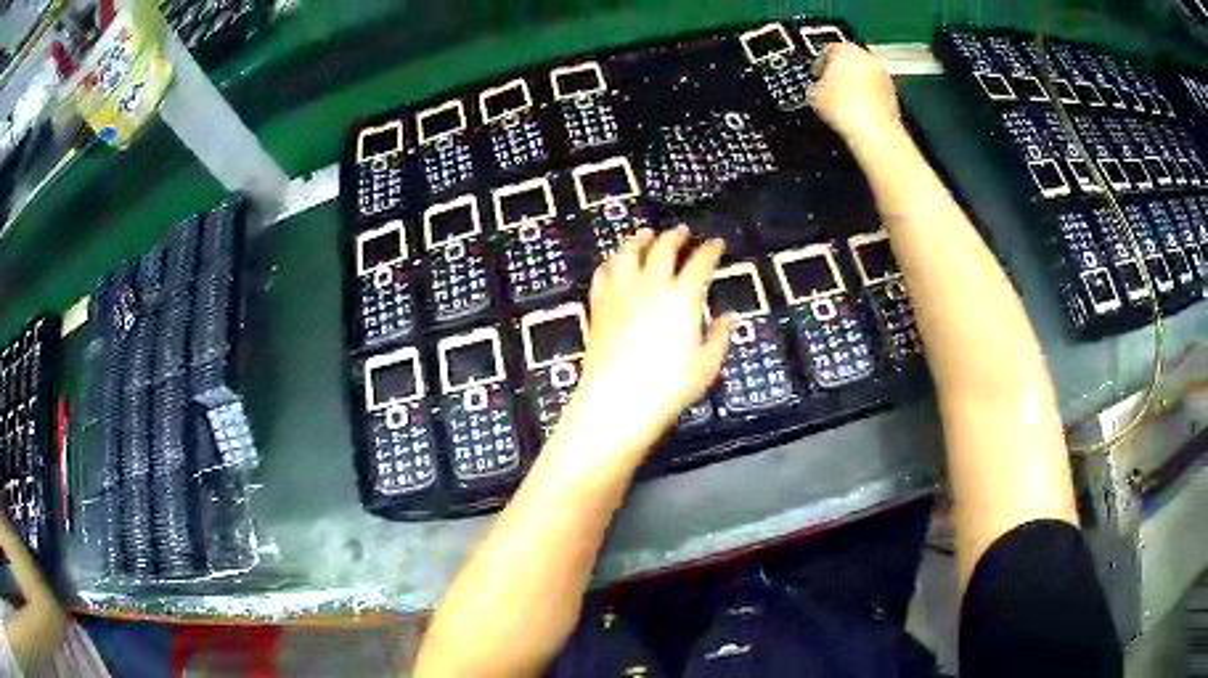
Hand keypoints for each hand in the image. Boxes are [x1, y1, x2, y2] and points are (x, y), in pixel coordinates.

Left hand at [562, 227, 731, 461]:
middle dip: (675, 236)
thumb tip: (731, 318)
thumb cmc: (669, 386)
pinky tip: (615, 263)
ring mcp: (621, 292)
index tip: (716, 243)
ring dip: (640, 240)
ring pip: (629, 253)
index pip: (700, 262)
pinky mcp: (599, 305)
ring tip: (646, 235)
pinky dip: (612, 262)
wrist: (617, 399)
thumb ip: (720, 336)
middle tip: (682, 231)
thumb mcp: (706, 364)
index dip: (710, 249)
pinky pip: (604, 273)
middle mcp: (651, 286)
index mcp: (682, 297)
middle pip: (663, 248)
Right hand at [809, 43, 901, 142]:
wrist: (873, 132)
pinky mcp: (893, 92)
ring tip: (845, 102)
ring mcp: (882, 74)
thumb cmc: (845, 110)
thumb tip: (817, 87)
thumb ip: (815, 83)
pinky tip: (859, 111)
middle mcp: (867, 58)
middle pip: (850, 59)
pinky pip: (875, 89)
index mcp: (845, 50)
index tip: (817, 75)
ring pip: (864, 74)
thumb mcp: (815, 94)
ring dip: (856, 84)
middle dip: (841, 72)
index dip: (820, 63)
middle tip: (831, 88)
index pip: (828, 49)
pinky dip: (868, 96)